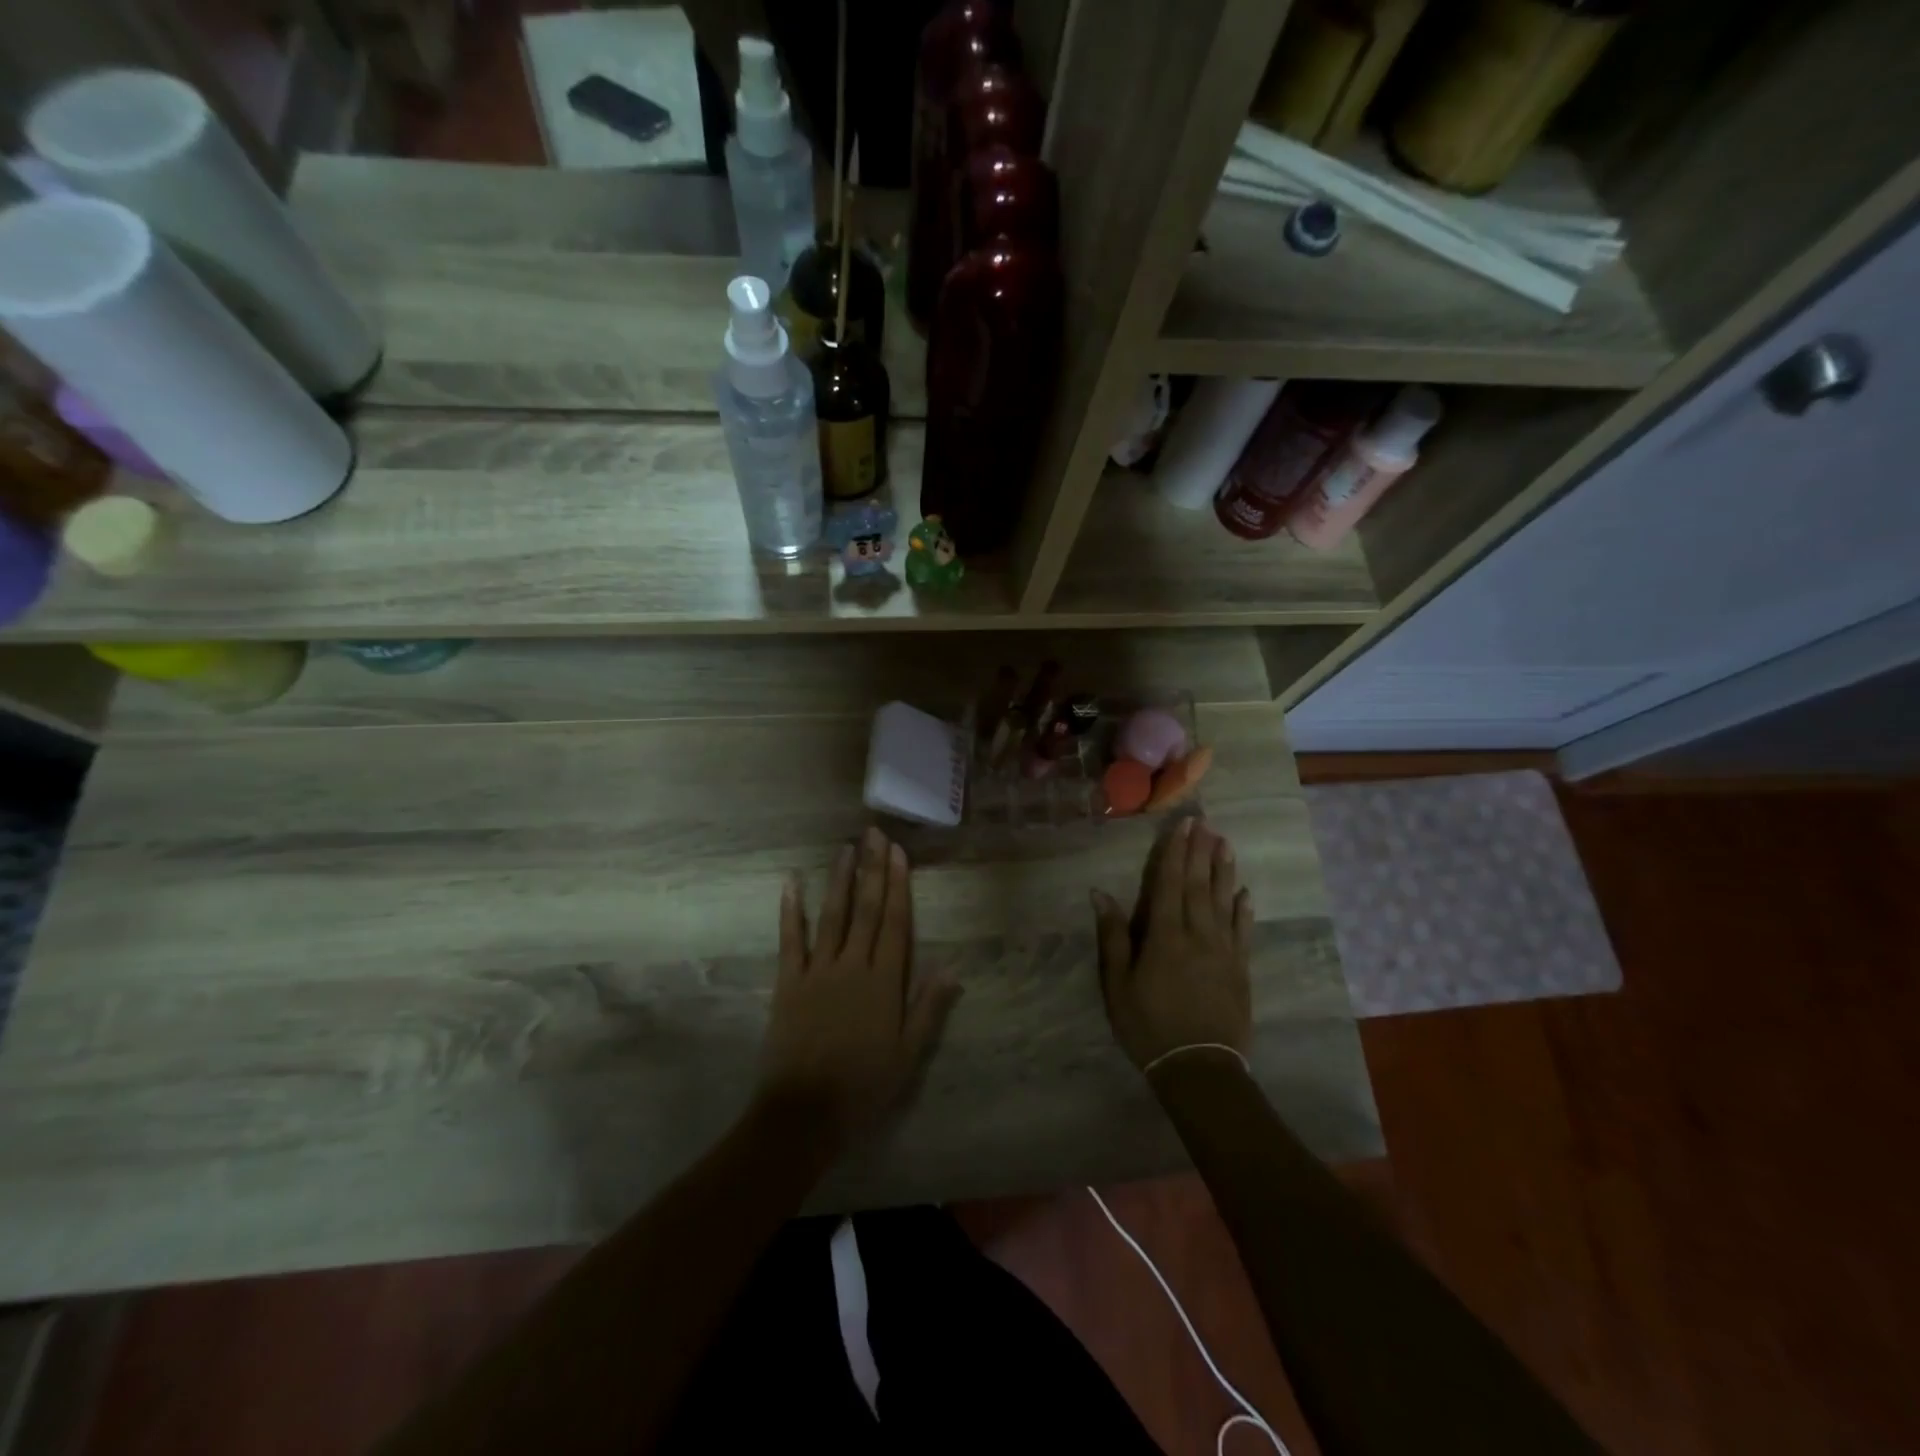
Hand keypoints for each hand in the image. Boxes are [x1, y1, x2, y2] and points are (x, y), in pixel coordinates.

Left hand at [757, 827, 961, 1145]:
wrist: (804, 1113)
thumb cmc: (863, 1086)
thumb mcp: (908, 1054)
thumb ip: (929, 1008)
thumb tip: (953, 968)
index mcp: (884, 982)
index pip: (895, 923)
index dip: (899, 886)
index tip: (899, 854)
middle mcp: (852, 965)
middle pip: (866, 909)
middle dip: (872, 870)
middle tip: (874, 834)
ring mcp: (818, 971)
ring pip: (832, 915)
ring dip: (839, 879)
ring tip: (845, 848)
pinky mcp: (789, 982)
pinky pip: (790, 940)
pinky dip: (791, 911)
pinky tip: (791, 883)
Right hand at [1092, 816, 1252, 1074]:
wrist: (1199, 1068)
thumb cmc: (1148, 1025)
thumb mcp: (1118, 985)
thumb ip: (1113, 937)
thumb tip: (1100, 894)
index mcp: (1165, 936)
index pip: (1169, 884)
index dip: (1174, 853)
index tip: (1182, 826)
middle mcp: (1197, 935)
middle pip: (1198, 885)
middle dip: (1200, 852)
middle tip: (1206, 823)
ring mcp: (1224, 951)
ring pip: (1224, 901)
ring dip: (1224, 871)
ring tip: (1226, 844)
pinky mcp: (1241, 969)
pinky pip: (1243, 932)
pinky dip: (1244, 909)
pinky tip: (1245, 893)